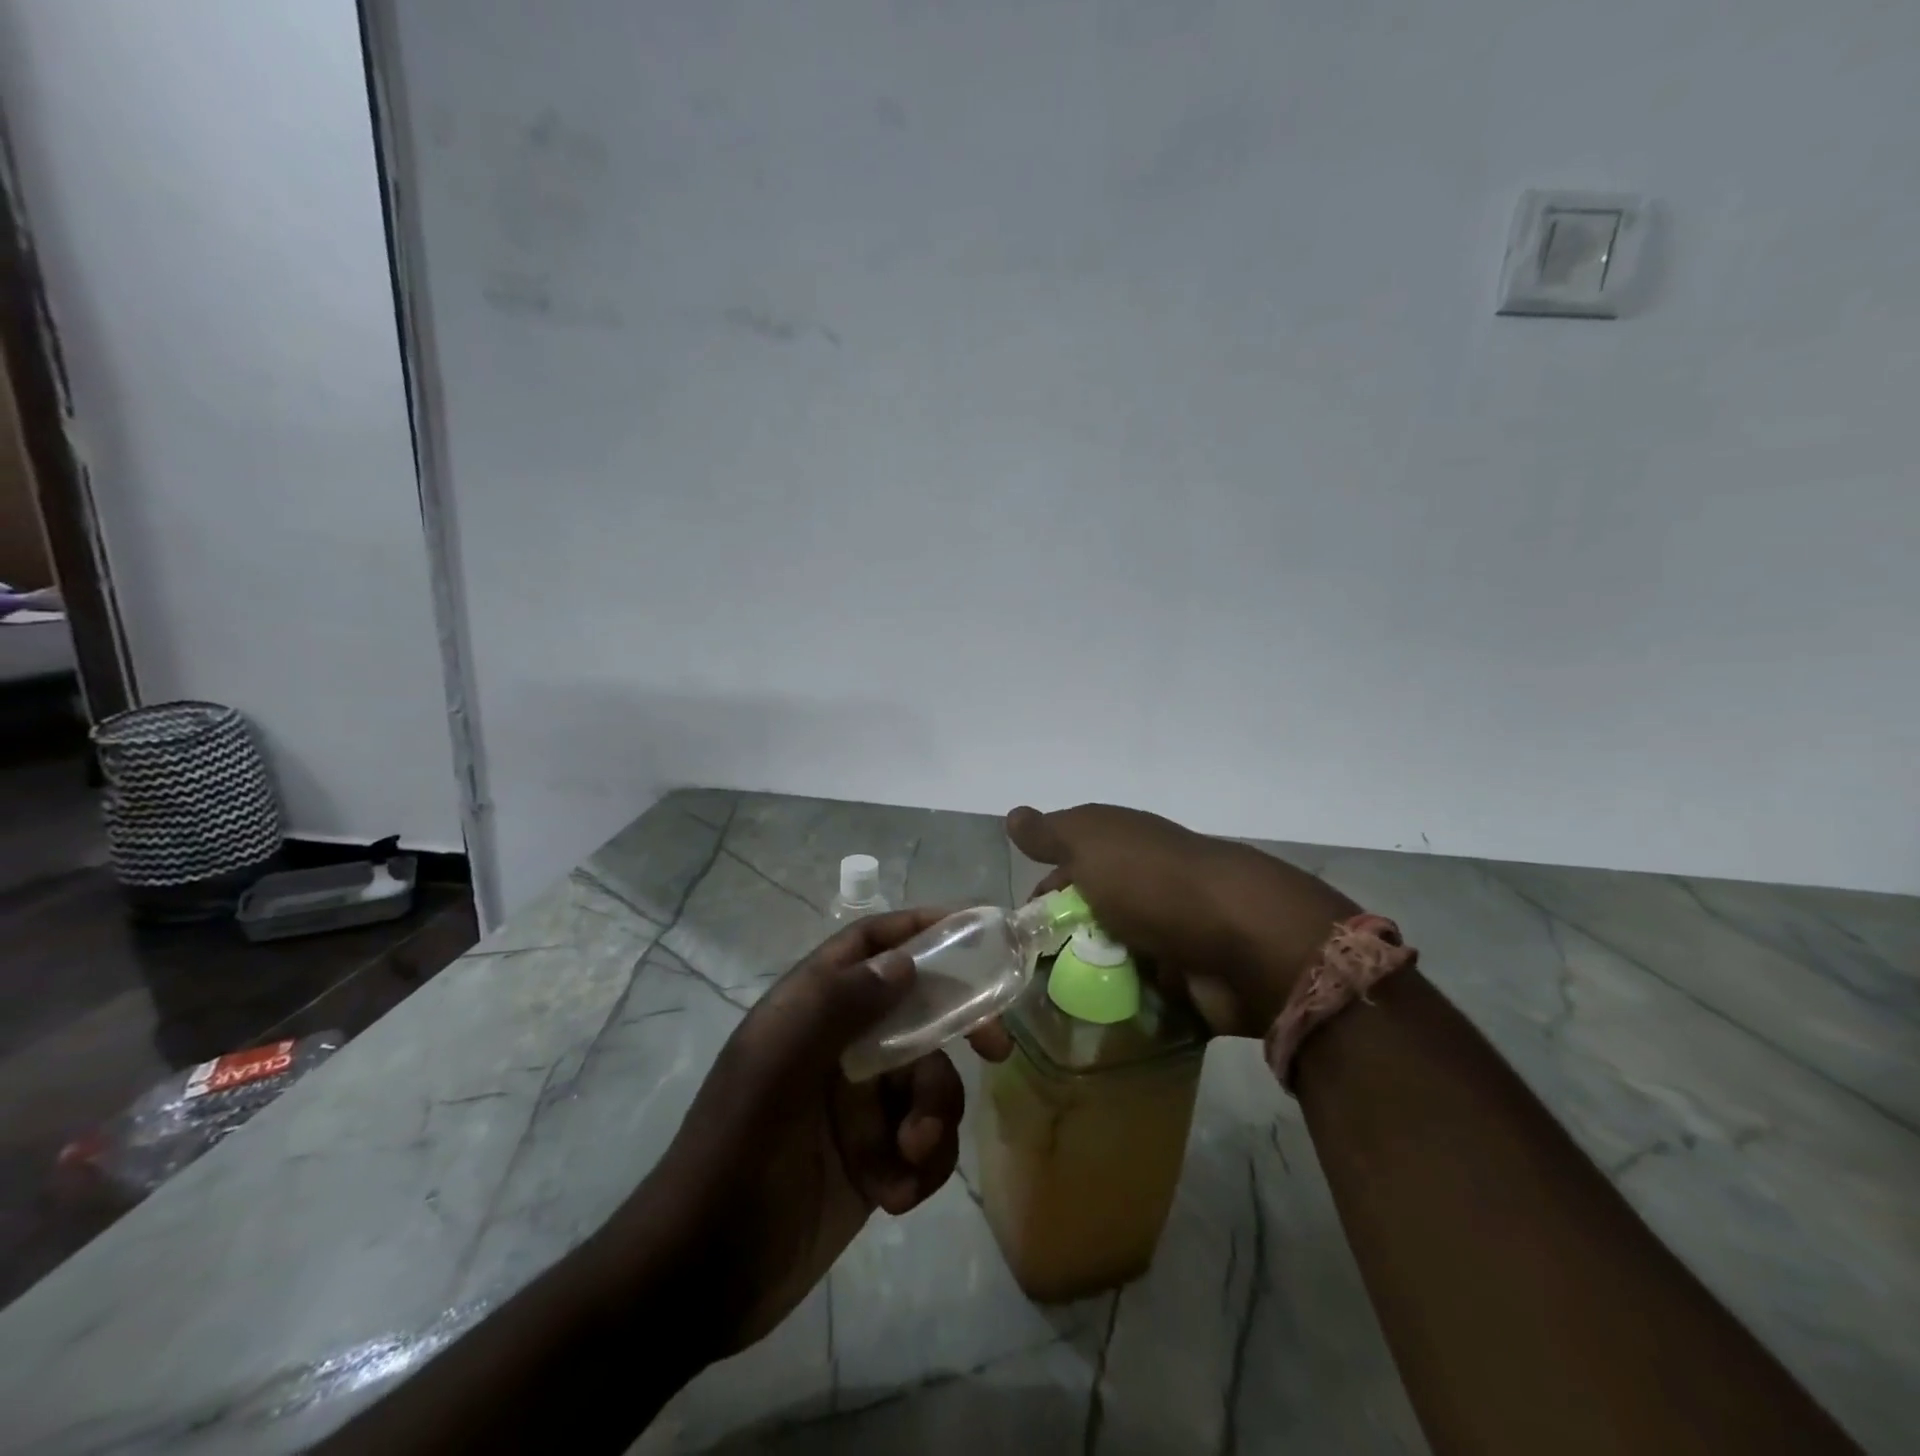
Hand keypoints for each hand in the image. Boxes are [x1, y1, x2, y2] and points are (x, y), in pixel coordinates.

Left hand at [611, 909, 963, 1361]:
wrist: (701, 1274)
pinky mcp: (873, 1159)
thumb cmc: (734, 1152)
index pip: (868, 947)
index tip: (973, 930)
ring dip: (934, 1115)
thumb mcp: (777, 1067)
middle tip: (996, 1048)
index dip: (918, 929)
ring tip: (911, 1154)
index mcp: (809, 1011)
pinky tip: (895, 1196)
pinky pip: (924, 1142)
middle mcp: (839, 1047)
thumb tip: (904, 961)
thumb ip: (837, 1005)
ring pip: (929, 1082)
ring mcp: (858, 1105)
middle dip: (956, 1029)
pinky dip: (924, 1165)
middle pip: (917, 1013)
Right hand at [1004, 804, 1359, 1038]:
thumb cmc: (1153, 882)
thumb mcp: (1091, 843)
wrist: (1244, 940)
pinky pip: (1142, 998)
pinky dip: (1121, 1010)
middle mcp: (1146, 887)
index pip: (1069, 869)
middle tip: (1029, 981)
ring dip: (1088, 982)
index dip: (1042, 896)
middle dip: (1061, 946)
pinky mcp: (1188, 981)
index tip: (1019, 932)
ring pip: (1113, 961)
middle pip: (1090, 918)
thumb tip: (1013, 815)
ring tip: (1054, 1014)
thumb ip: (1051, 833)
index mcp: (1124, 848)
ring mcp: (1170, 935)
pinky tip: (1093, 1028)